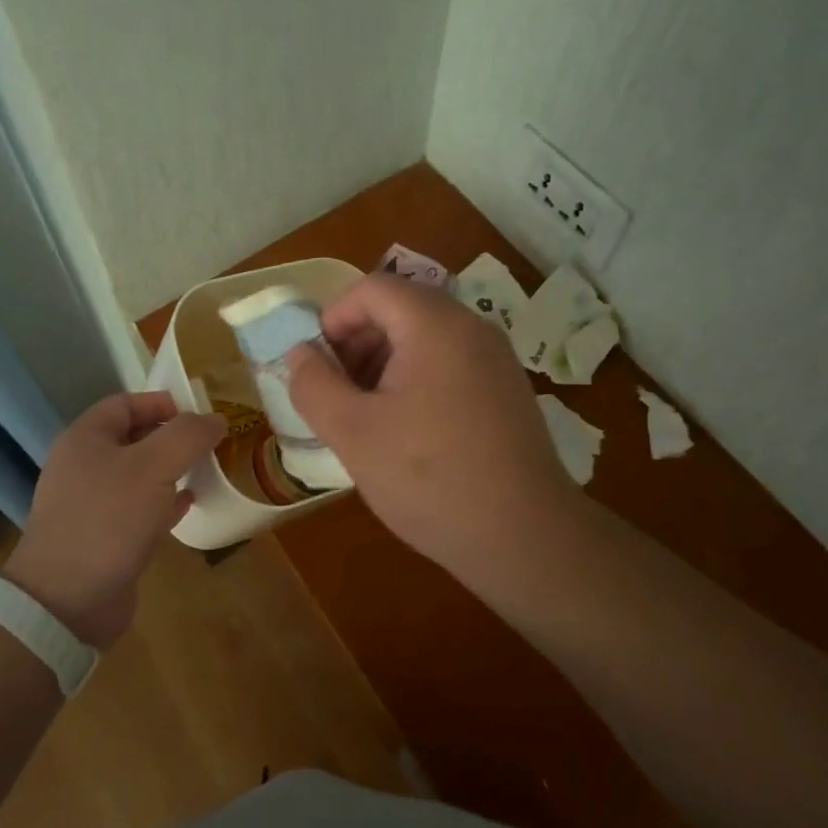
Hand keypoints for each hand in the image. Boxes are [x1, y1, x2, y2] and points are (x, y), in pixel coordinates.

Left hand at [2, 393, 225, 648]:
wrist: (67, 601)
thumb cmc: (109, 519)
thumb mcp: (154, 467)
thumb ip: (187, 436)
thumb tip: (215, 419)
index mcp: (85, 439)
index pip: (126, 403)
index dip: (162, 403)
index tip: (199, 415)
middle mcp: (83, 466)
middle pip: (133, 438)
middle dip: (172, 437)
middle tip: (209, 444)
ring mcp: (91, 504)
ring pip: (138, 475)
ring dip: (171, 470)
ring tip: (205, 471)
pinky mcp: (102, 538)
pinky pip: (138, 509)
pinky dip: (164, 503)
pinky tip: (188, 506)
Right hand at [287, 275, 577, 574]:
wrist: (526, 539)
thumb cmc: (430, 479)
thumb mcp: (353, 433)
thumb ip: (314, 385)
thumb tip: (301, 354)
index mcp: (436, 325)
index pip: (373, 288)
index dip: (334, 318)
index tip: (318, 366)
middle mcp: (472, 328)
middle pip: (401, 307)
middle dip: (358, 341)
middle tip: (337, 392)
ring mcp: (496, 359)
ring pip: (425, 336)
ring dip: (384, 362)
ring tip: (367, 415)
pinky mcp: (507, 390)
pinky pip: (450, 362)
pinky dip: (416, 378)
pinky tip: (406, 430)